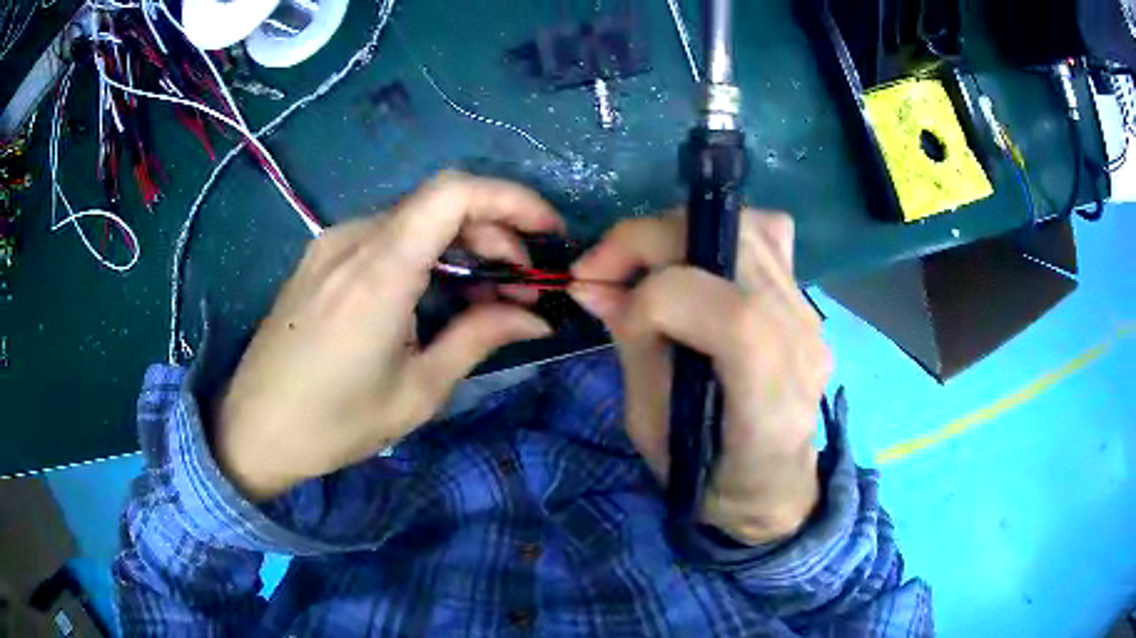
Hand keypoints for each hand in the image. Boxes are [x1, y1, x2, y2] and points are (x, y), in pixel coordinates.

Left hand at [214, 173, 563, 500]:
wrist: (254, 428)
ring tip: (485, 295)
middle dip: (495, 233)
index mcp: (378, 273)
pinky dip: (425, 254)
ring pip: (415, 219)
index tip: (548, 233)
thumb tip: (536, 319)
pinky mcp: (321, 257)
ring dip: (461, 245)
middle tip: (521, 286)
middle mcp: (352, 240)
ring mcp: (331, 244)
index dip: (512, 199)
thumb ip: (479, 339)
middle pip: (440, 204)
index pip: (454, 194)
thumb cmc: (333, 424)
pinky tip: (434, 294)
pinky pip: (386, 236)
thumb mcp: (417, 392)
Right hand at [569, 211, 830, 544]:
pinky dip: (719, 235)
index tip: (607, 313)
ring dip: (679, 234)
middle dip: (649, 242)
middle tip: (605, 267)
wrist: (773, 486)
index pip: (716, 309)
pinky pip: (767, 239)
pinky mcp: (805, 302)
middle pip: (730, 246)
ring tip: (645, 264)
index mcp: (767, 394)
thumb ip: (632, 349)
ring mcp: (809, 315)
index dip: (647, 301)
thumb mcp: (652, 429)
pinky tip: (695, 265)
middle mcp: (800, 340)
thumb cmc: (709, 478)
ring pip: (749, 227)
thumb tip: (594, 285)